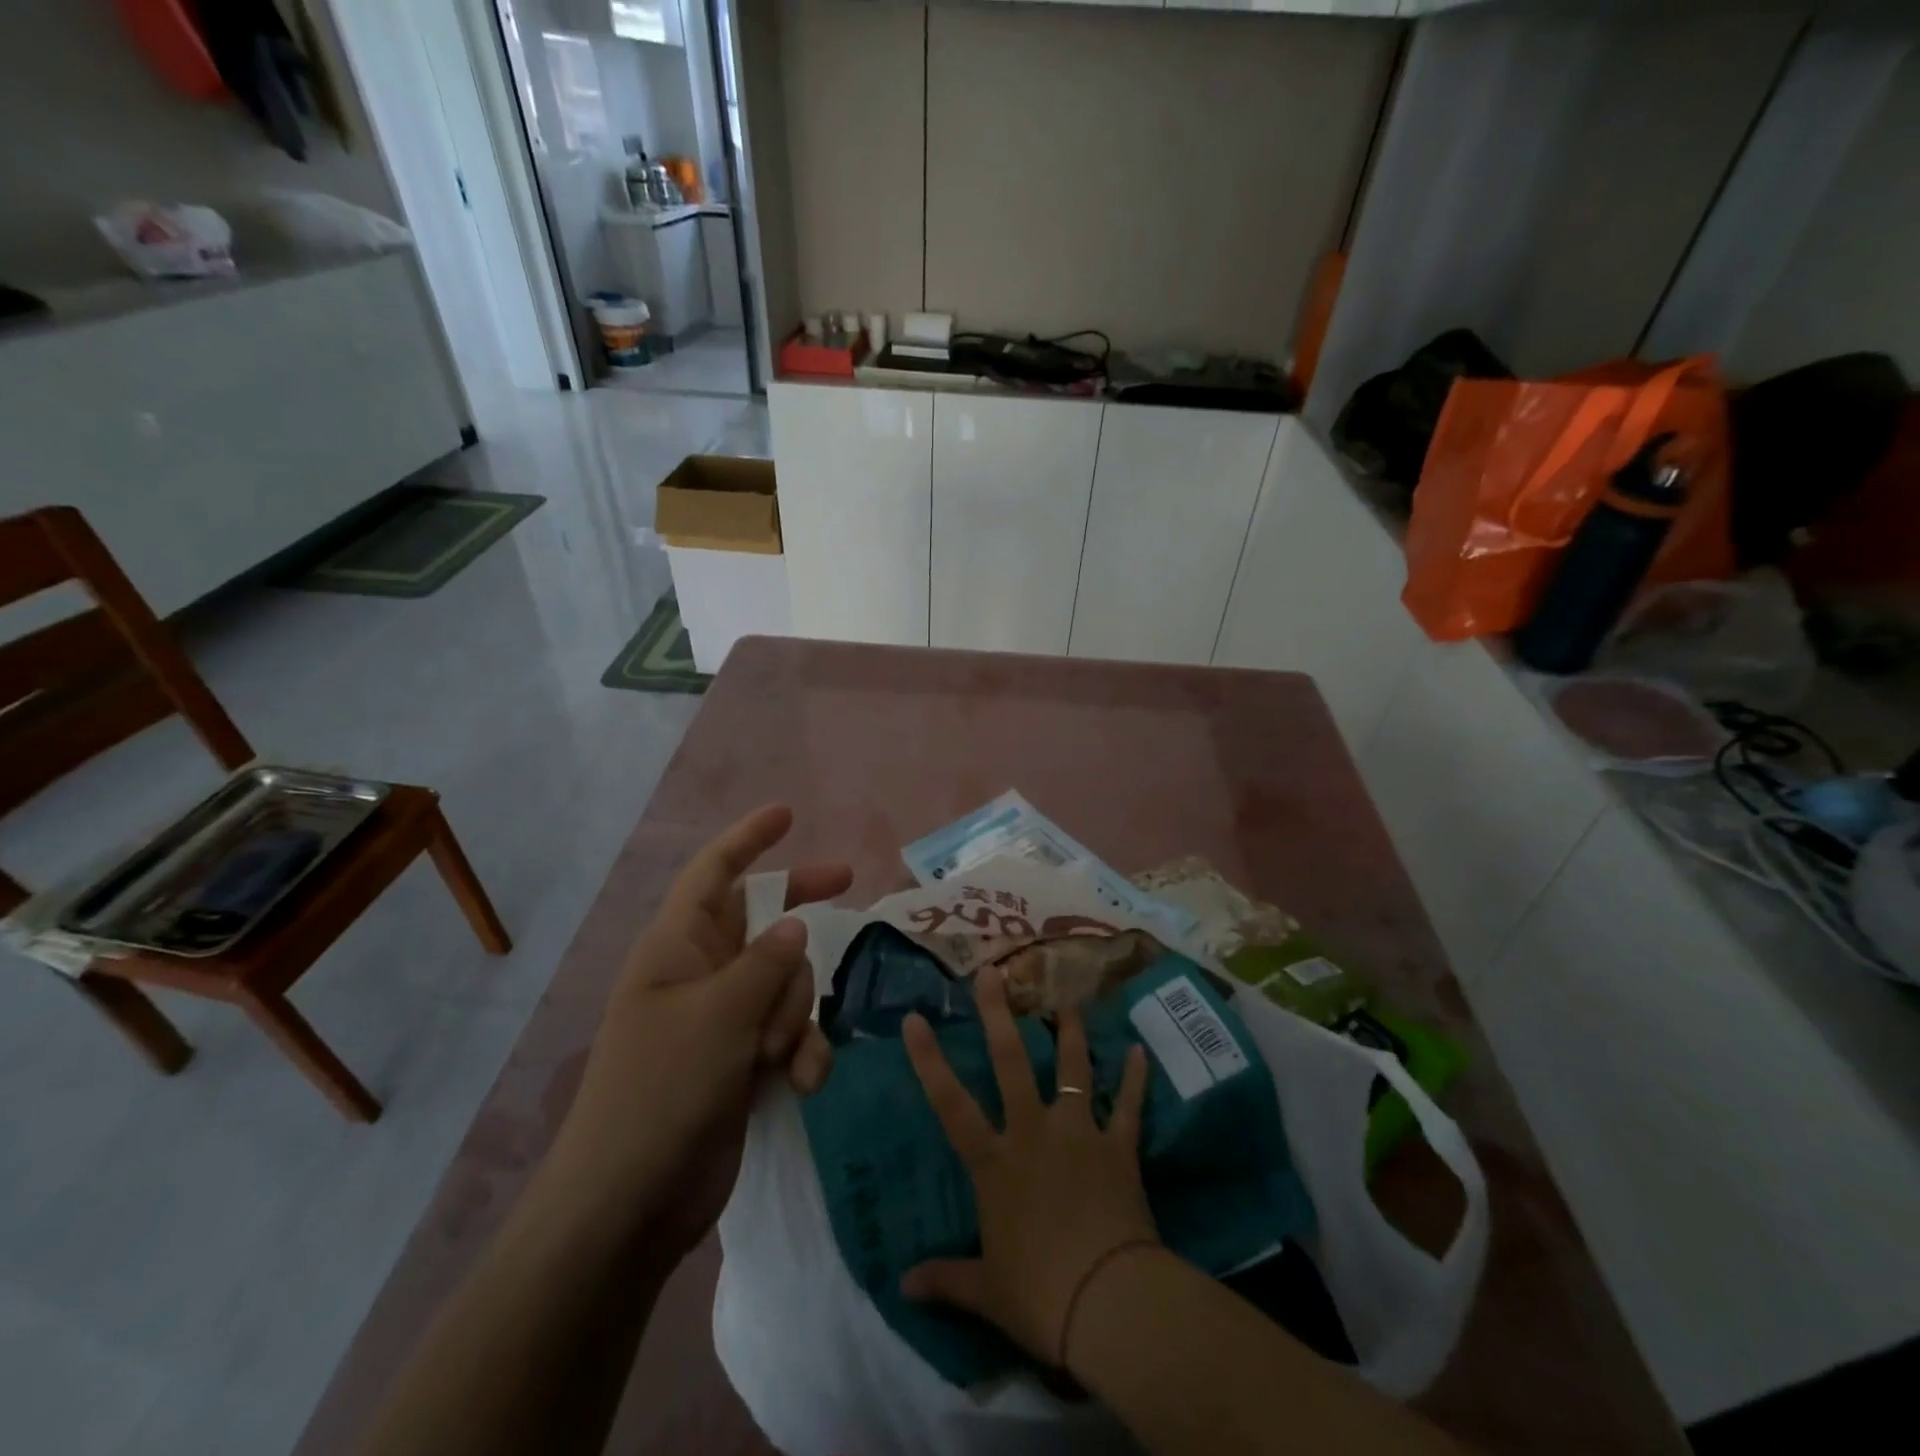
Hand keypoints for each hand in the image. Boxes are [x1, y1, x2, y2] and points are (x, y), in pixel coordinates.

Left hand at [553, 805, 851, 1258]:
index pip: (714, 873)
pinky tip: (802, 1083)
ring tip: (781, 1055)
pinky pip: (790, 1033)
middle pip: (763, 921)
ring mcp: (723, 1020)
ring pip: (786, 982)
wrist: (631, 1205)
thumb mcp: (719, 1016)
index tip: (787, 813)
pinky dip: (802, 1053)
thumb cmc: (661, 1092)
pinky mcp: (742, 1062)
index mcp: (678, 948)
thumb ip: (766, 963)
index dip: (748, 838)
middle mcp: (701, 974)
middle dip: (801, 915)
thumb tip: (794, 926)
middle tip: (848, 883)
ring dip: (798, 1013)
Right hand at [900, 965, 1158, 1367]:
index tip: (914, 1017)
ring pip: (1072, 1069)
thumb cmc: (1039, 1295)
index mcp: (995, 1163)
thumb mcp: (985, 1291)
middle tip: (992, 972)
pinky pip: (1128, 1105)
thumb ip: (945, 1280)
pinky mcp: (1118, 1147)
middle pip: (1012, 1063)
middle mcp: (1033, 1133)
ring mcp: (1078, 1133)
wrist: (1109, 1302)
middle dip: (998, 1015)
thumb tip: (902, 1287)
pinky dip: (1135, 1079)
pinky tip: (1140, 1050)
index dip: (929, 1060)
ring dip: (1070, 1033)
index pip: (951, 1104)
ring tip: (1069, 1000)